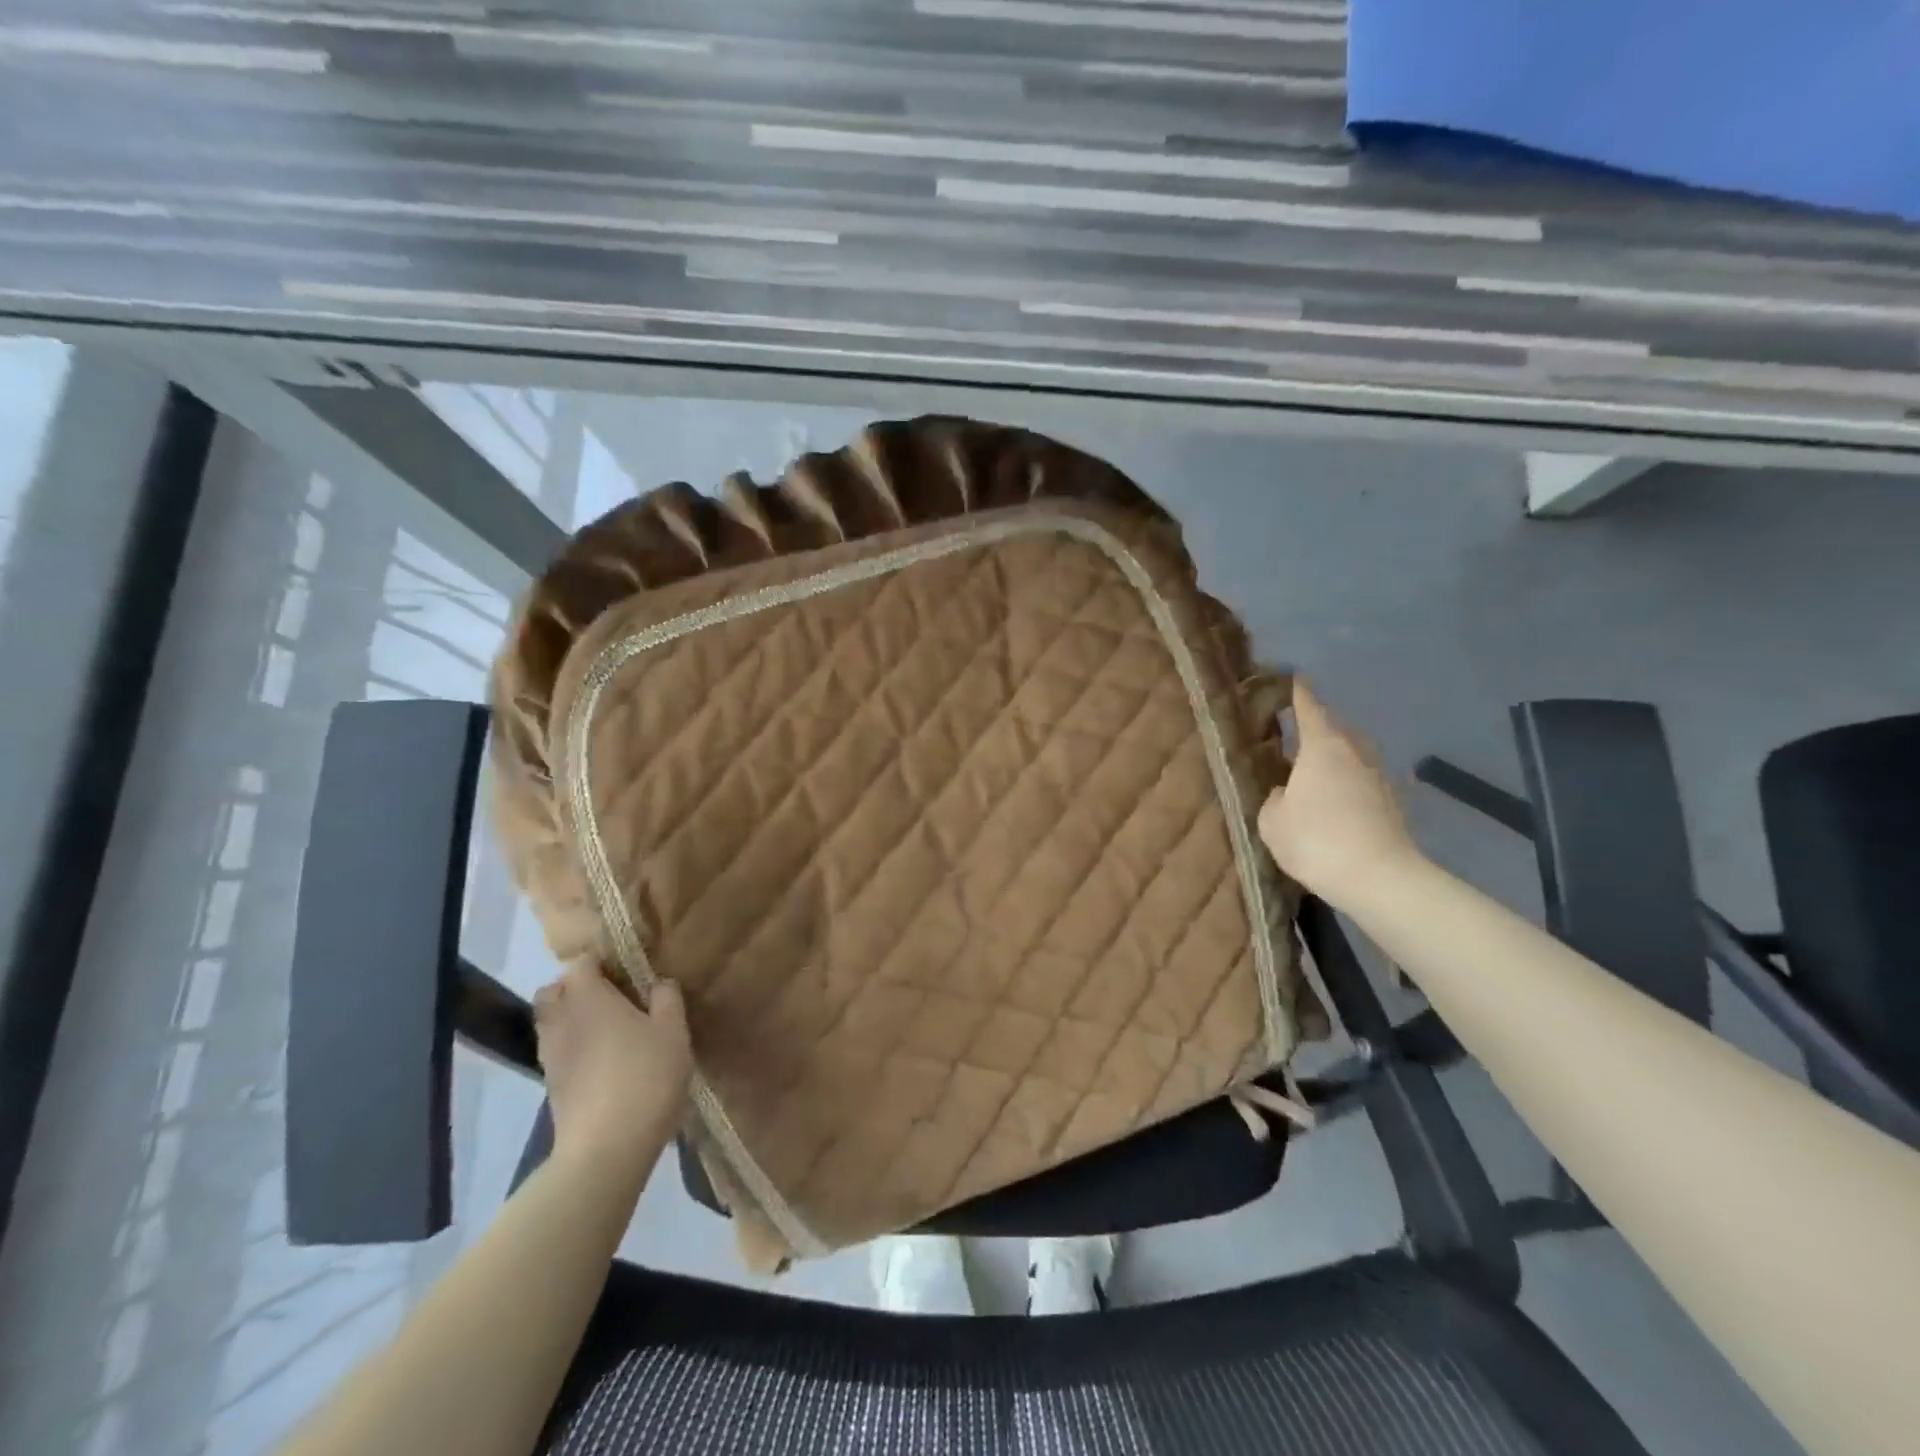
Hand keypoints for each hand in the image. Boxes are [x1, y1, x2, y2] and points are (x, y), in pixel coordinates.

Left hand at [534, 965, 691, 1173]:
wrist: (606, 1149)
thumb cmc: (645, 1077)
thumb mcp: (673, 1032)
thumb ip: (667, 999)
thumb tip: (658, 982)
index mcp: (588, 998)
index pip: (581, 963)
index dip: (601, 961)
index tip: (627, 970)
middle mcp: (561, 1020)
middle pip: (555, 991)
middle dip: (577, 987)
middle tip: (614, 996)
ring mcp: (551, 1055)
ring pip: (552, 1022)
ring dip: (573, 1018)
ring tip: (610, 1029)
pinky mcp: (552, 1086)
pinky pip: (558, 1050)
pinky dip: (574, 1046)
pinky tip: (604, 1060)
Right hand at [1257, 680, 1423, 905]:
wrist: (1379, 878)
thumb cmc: (1315, 840)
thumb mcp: (1272, 820)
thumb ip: (1276, 797)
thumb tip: (1288, 792)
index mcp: (1322, 746)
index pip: (1309, 707)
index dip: (1299, 693)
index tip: (1294, 679)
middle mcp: (1354, 751)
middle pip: (1335, 728)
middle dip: (1317, 726)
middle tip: (1294, 732)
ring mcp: (1379, 776)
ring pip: (1353, 754)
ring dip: (1335, 756)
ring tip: (1314, 769)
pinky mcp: (1394, 802)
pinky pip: (1364, 780)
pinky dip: (1349, 783)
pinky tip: (1336, 801)